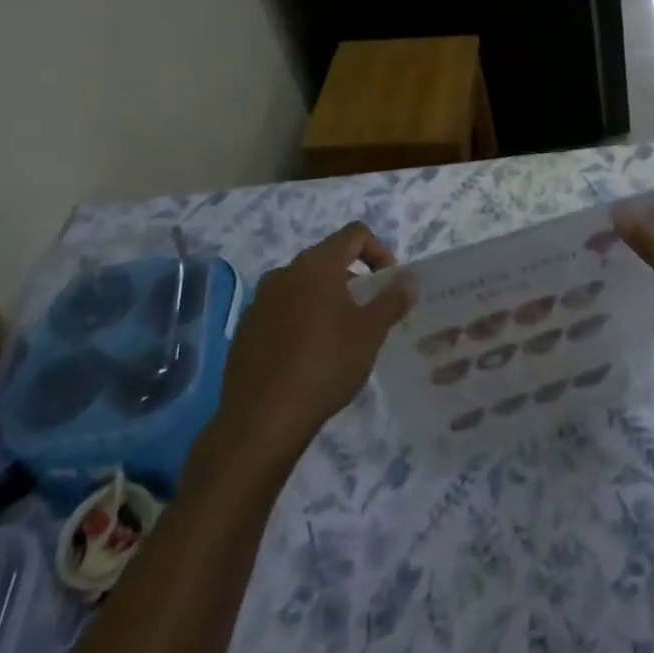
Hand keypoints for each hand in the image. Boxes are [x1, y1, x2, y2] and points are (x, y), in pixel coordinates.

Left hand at [205, 223, 411, 472]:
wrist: (262, 418)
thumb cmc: (326, 364)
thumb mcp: (370, 332)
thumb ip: (392, 299)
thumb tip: (408, 279)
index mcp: (316, 265)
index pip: (354, 234)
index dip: (379, 251)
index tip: (388, 283)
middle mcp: (284, 272)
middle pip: (327, 260)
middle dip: (353, 279)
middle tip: (369, 313)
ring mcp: (259, 301)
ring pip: (303, 287)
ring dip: (326, 300)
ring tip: (341, 337)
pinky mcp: (245, 329)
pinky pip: (281, 312)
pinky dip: (301, 321)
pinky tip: (309, 357)